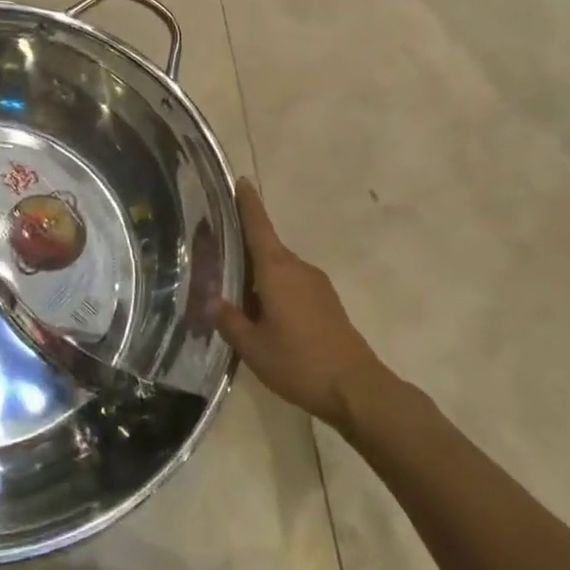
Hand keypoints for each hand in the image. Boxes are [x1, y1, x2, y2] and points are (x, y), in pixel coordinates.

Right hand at [212, 180, 386, 429]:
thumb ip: (230, 321)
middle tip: (219, 254)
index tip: (242, 180)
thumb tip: (212, 301)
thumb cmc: (299, 362)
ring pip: (281, 270)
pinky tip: (266, 315)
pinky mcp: (328, 303)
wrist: (356, 389)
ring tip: (238, 292)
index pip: (259, 227)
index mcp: (277, 271)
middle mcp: (298, 268)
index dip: (249, 204)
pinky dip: (276, 290)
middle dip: (246, 248)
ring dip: (261, 275)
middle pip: (267, 249)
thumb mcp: (253, 347)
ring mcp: (317, 285)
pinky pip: (294, 285)